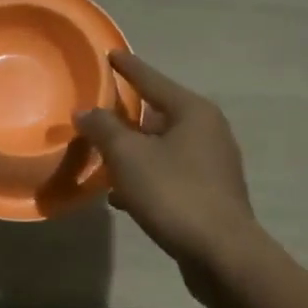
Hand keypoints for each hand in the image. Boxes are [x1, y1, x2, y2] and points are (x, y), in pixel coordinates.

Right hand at [75, 51, 260, 287]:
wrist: (222, 254)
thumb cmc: (174, 193)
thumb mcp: (128, 156)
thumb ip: (103, 128)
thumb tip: (85, 112)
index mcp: (192, 111)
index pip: (151, 79)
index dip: (127, 67)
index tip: (110, 52)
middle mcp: (208, 131)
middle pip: (157, 113)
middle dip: (126, 116)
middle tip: (97, 112)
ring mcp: (212, 164)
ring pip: (162, 147)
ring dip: (133, 152)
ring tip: (102, 158)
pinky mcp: (209, 193)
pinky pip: (169, 174)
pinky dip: (145, 178)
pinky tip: (121, 197)